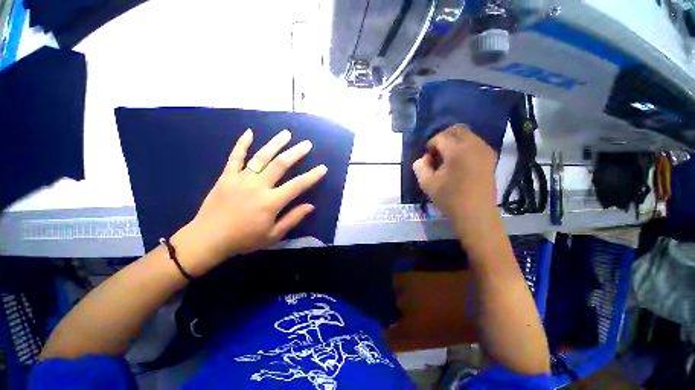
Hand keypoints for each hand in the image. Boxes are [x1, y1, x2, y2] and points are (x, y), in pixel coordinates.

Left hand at [172, 129, 326, 276]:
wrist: (208, 239)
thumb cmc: (244, 239)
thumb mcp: (273, 235)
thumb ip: (292, 218)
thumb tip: (310, 206)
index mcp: (271, 202)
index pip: (297, 185)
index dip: (312, 176)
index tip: (323, 168)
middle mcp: (258, 186)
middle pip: (281, 164)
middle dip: (296, 153)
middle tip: (307, 144)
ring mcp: (241, 179)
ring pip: (261, 156)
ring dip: (275, 143)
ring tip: (286, 133)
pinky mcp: (226, 176)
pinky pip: (235, 157)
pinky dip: (242, 144)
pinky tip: (249, 132)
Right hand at [412, 125, 498, 241]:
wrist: (476, 214)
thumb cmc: (450, 199)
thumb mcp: (427, 184)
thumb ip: (420, 167)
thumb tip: (423, 158)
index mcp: (458, 150)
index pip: (440, 137)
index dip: (430, 145)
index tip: (427, 158)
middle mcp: (474, 145)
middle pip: (456, 130)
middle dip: (443, 138)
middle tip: (436, 154)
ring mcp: (485, 150)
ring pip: (467, 135)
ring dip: (454, 142)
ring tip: (447, 159)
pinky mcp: (491, 157)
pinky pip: (475, 143)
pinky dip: (464, 146)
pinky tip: (459, 162)